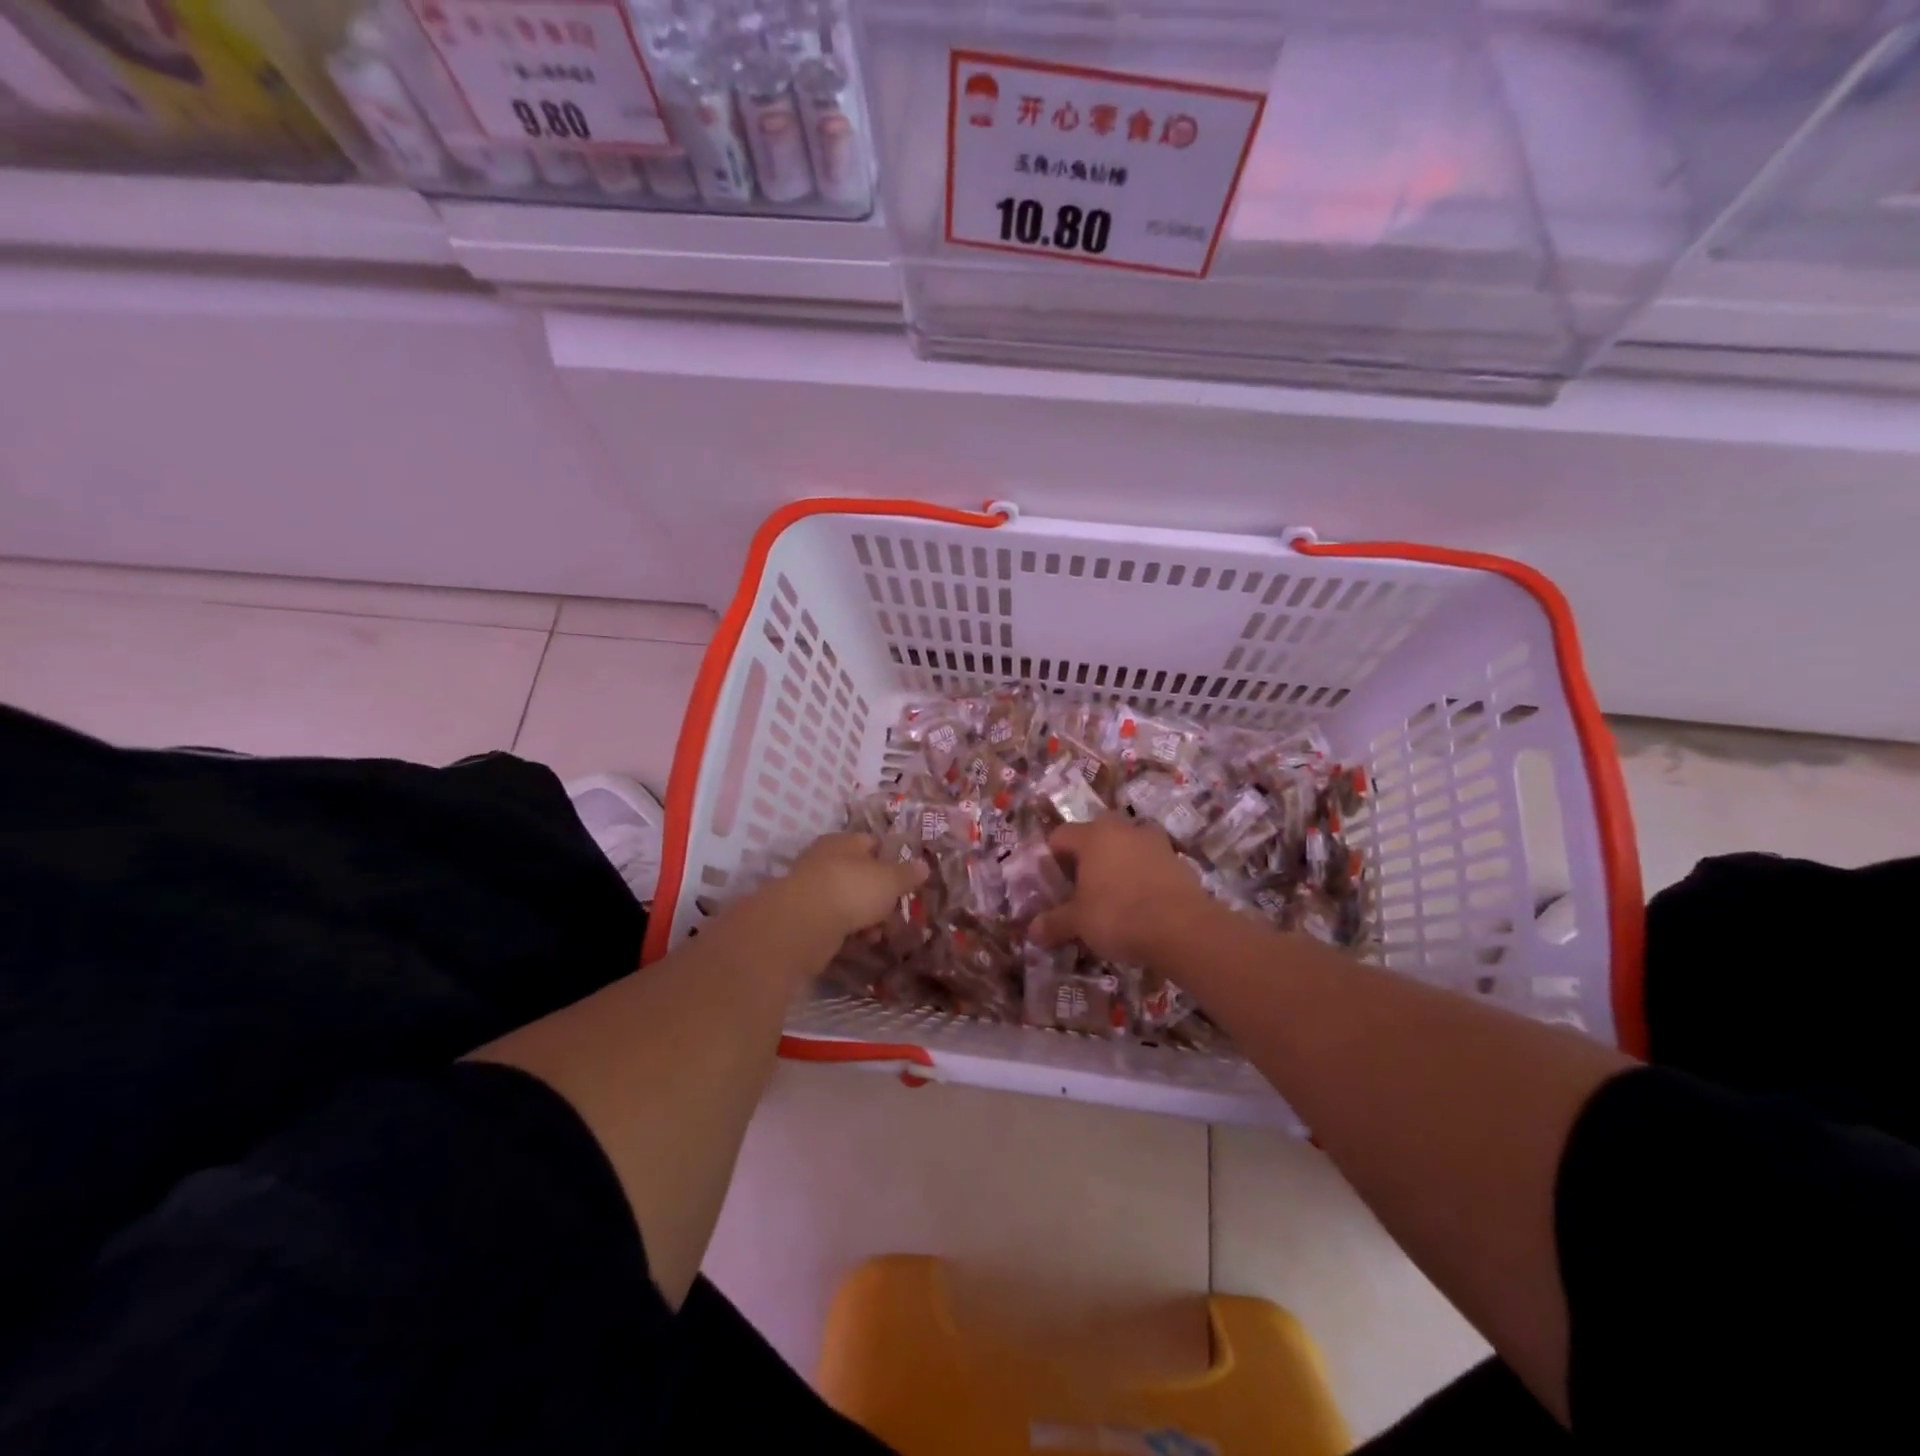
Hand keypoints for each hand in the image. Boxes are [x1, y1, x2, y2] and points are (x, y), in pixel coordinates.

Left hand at [774, 832, 927, 941]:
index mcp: (844, 842)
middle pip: (862, 876)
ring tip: (878, 934)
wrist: (803, 925)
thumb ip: (908, 874)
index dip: (892, 861)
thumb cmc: (851, 889)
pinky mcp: (805, 918)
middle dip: (882, 897)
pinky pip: (836, 923)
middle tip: (895, 913)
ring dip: (867, 918)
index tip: (907, 881)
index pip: (872, 844)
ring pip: (850, 902)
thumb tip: (923, 865)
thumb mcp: (890, 880)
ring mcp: (813, 890)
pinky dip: (849, 932)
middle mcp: (825, 860)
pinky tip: (859, 943)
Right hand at [1031, 816, 1219, 966]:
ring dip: (1116, 866)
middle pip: (1095, 837)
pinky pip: (1150, 864)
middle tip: (1079, 891)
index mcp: (1093, 835)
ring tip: (1112, 898)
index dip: (1051, 859)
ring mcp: (1155, 843)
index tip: (1051, 885)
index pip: (1060, 836)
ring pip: (1125, 848)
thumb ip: (1054, 922)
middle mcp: (1123, 829)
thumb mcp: (1078, 923)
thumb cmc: (1119, 915)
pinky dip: (1142, 878)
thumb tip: (1032, 931)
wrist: (1184, 928)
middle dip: (1085, 860)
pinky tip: (1141, 906)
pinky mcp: (1179, 861)